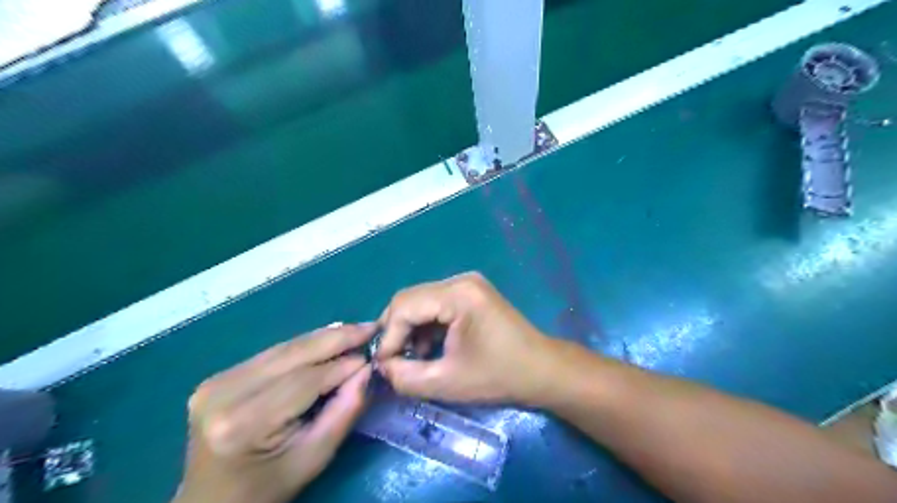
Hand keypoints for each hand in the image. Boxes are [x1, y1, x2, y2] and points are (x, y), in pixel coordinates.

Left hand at [175, 325, 374, 499]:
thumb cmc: (268, 488)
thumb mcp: (315, 457)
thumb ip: (344, 410)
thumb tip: (367, 369)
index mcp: (244, 423)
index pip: (305, 380)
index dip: (342, 364)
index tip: (374, 354)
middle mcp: (224, 393)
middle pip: (293, 354)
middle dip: (336, 338)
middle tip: (370, 327)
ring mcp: (217, 381)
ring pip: (284, 348)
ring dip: (323, 337)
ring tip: (355, 330)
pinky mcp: (219, 376)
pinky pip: (273, 353)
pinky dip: (304, 346)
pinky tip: (327, 339)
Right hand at [376, 271, 557, 404]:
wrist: (542, 369)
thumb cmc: (499, 376)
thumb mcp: (447, 383)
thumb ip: (405, 377)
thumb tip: (381, 367)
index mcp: (458, 295)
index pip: (404, 306)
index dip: (389, 337)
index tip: (384, 366)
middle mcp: (460, 280)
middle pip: (410, 299)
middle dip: (397, 331)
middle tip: (394, 361)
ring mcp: (468, 284)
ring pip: (422, 301)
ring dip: (411, 329)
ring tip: (414, 358)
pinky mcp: (472, 293)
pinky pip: (437, 304)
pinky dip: (427, 325)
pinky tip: (431, 348)